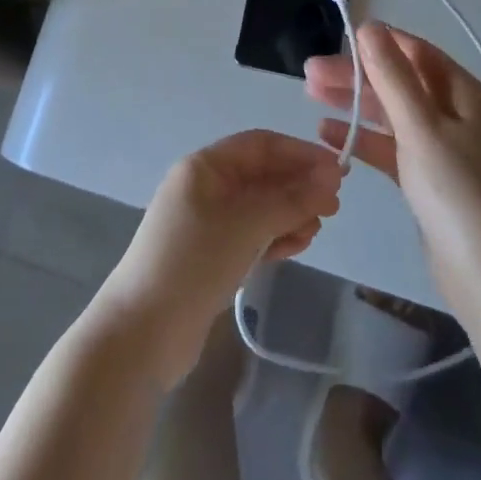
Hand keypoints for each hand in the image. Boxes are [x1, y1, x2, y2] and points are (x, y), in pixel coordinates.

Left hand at [93, 130, 342, 387]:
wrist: (143, 334)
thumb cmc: (194, 262)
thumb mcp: (247, 224)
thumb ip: (291, 199)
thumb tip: (332, 177)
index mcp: (205, 167)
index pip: (260, 145)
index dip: (299, 153)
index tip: (337, 170)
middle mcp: (205, 188)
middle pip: (261, 176)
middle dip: (298, 187)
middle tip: (334, 207)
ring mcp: (207, 224)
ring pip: (259, 208)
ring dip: (290, 213)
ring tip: (315, 231)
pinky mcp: (212, 257)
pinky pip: (251, 235)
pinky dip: (274, 237)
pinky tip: (295, 247)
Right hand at [305, 23, 480, 299]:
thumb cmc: (458, 193)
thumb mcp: (421, 128)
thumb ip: (393, 77)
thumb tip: (370, 28)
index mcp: (461, 92)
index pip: (414, 51)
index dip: (376, 43)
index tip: (335, 42)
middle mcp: (454, 113)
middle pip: (398, 81)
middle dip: (356, 74)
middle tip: (308, 74)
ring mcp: (441, 147)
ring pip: (391, 113)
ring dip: (354, 103)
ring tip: (310, 96)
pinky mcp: (428, 179)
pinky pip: (390, 147)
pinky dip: (363, 138)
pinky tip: (328, 135)